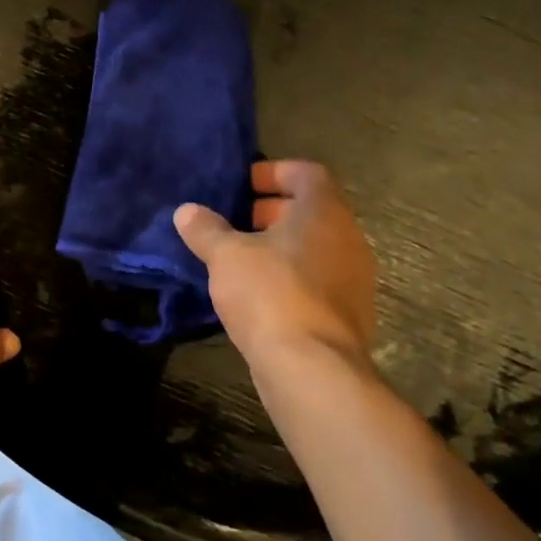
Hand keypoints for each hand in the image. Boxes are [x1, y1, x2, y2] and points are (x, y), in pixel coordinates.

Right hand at [175, 159, 375, 369]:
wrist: (311, 368)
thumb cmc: (270, 294)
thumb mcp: (226, 256)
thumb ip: (206, 229)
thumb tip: (186, 211)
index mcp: (324, 212)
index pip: (307, 173)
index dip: (274, 172)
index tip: (243, 185)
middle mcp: (348, 238)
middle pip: (312, 210)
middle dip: (273, 211)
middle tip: (236, 220)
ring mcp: (354, 279)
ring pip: (316, 248)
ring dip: (281, 247)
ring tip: (242, 259)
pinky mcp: (348, 314)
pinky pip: (318, 280)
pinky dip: (291, 277)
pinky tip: (259, 295)